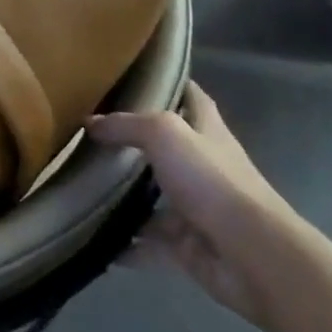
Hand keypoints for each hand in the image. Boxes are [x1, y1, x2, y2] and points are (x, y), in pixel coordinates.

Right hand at [87, 82, 303, 325]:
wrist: (251, 255)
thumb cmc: (212, 181)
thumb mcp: (165, 134)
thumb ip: (126, 125)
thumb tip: (90, 124)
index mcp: (208, 133)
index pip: (192, 98)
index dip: (171, 83)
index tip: (137, 75)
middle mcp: (203, 168)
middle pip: (166, 149)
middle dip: (134, 142)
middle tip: (90, 133)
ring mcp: (195, 209)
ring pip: (152, 198)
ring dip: (122, 196)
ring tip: (80, 186)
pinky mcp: (186, 246)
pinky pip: (146, 242)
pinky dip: (122, 243)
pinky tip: (90, 236)